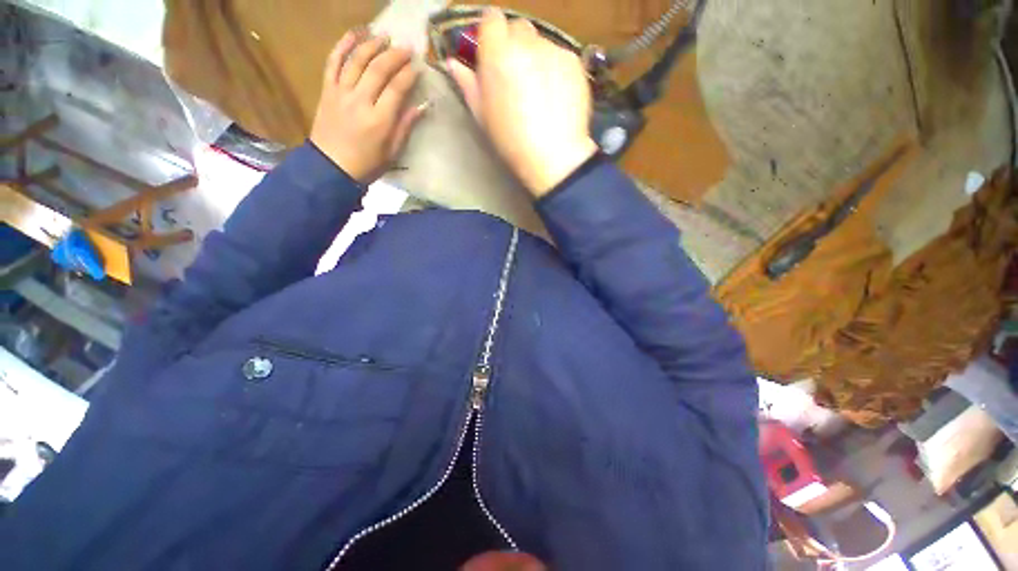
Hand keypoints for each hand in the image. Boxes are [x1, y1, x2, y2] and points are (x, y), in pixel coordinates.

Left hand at [310, 30, 427, 183]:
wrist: (331, 167)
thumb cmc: (367, 164)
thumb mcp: (392, 151)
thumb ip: (405, 127)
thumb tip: (422, 106)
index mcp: (379, 120)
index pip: (396, 88)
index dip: (408, 74)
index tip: (418, 66)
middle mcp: (360, 101)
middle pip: (378, 69)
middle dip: (394, 55)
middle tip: (406, 47)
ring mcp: (341, 92)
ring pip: (356, 60)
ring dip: (371, 45)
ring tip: (384, 36)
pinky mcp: (327, 90)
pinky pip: (333, 62)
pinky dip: (342, 45)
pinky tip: (353, 34)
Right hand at [448, 10, 598, 196]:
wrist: (553, 156)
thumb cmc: (512, 141)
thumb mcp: (483, 116)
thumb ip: (468, 84)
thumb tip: (454, 64)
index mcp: (497, 54)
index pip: (491, 18)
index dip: (491, 34)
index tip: (493, 52)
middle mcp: (525, 43)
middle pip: (518, 27)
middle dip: (515, 44)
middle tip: (516, 75)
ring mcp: (553, 50)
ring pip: (540, 42)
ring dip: (536, 57)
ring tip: (538, 90)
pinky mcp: (574, 61)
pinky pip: (560, 55)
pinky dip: (555, 68)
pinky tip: (556, 95)